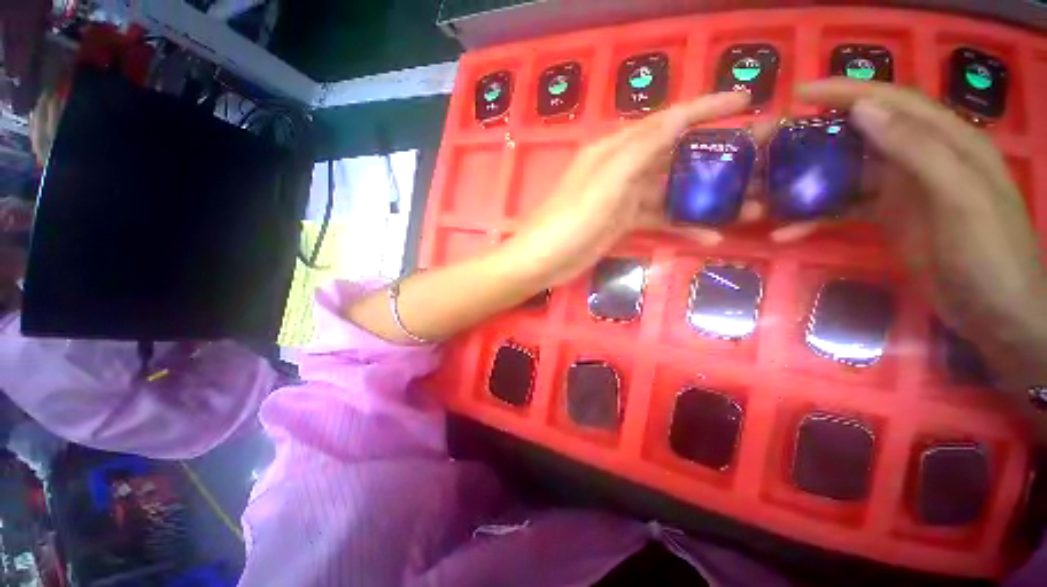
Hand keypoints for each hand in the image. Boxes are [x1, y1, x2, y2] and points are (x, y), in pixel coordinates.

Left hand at [500, 91, 750, 286]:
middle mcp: (622, 168)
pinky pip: (659, 219)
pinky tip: (708, 236)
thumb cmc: (570, 219)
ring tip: (748, 208)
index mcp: (616, 149)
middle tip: (759, 162)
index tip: (745, 100)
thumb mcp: (605, 180)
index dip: (706, 108)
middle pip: (675, 156)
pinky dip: (682, 226)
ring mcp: (624, 199)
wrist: (544, 258)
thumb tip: (678, 117)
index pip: (667, 120)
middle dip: (716, 156)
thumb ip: (640, 148)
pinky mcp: (623, 224)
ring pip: (671, 192)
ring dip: (706, 199)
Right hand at [797, 79, 1046, 366]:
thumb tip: (863, 110)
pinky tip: (786, 232)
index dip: (847, 92)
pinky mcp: (886, 219)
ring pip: (846, 175)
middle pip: (861, 137)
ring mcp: (901, 190)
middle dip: (815, 138)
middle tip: (771, 146)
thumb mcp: (960, 196)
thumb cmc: (989, 253)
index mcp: (946, 140)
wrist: (996, 314)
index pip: (892, 102)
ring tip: (765, 191)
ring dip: (807, 183)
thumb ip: (917, 149)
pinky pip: (842, 210)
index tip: (800, 93)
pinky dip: (813, 219)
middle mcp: (920, 158)